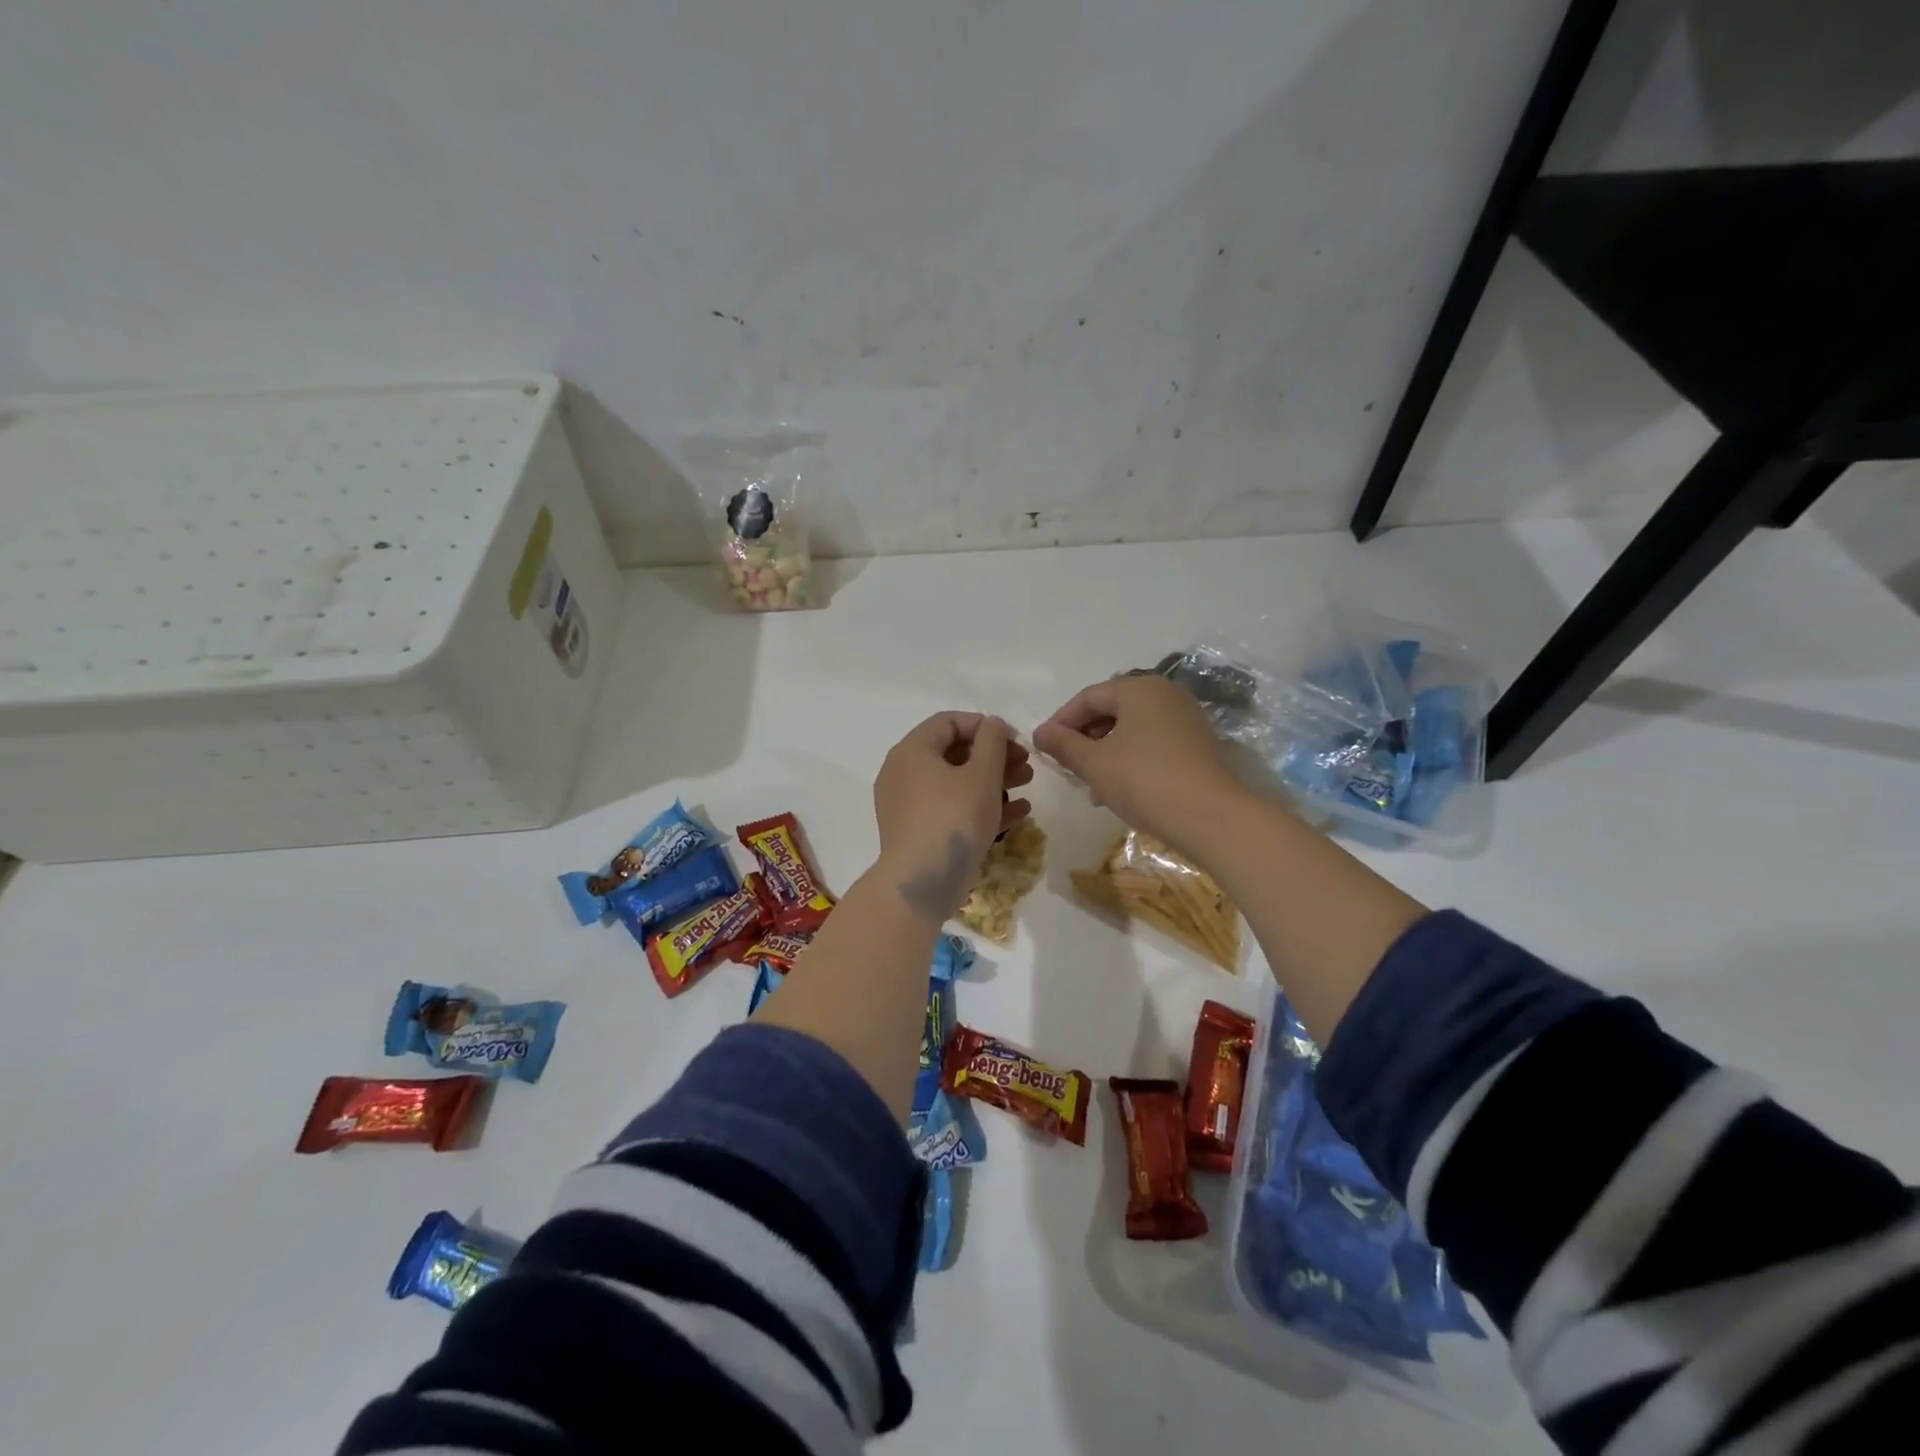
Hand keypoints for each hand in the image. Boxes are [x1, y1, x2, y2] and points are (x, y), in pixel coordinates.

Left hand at [874, 713, 1031, 918]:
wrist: (922, 882)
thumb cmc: (953, 818)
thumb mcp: (982, 775)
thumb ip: (992, 742)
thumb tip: (993, 724)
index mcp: (912, 750)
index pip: (949, 722)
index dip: (985, 726)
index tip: (1015, 740)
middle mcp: (903, 773)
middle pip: (954, 753)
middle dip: (994, 757)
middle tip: (1026, 765)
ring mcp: (907, 805)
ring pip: (955, 783)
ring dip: (993, 781)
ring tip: (1026, 786)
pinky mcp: (916, 832)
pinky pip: (950, 809)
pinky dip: (979, 806)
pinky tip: (1018, 814)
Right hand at [1034, 674, 1243, 858]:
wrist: (1212, 817)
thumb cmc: (1145, 781)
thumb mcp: (1095, 763)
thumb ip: (1063, 744)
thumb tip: (1041, 733)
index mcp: (1139, 689)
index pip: (1088, 697)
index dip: (1061, 721)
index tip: (1043, 747)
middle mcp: (1165, 694)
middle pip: (1112, 710)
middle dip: (1084, 738)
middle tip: (1066, 766)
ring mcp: (1185, 719)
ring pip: (1132, 729)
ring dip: (1105, 752)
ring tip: (1090, 785)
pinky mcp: (1197, 744)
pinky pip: (1152, 743)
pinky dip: (1129, 759)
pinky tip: (1119, 789)